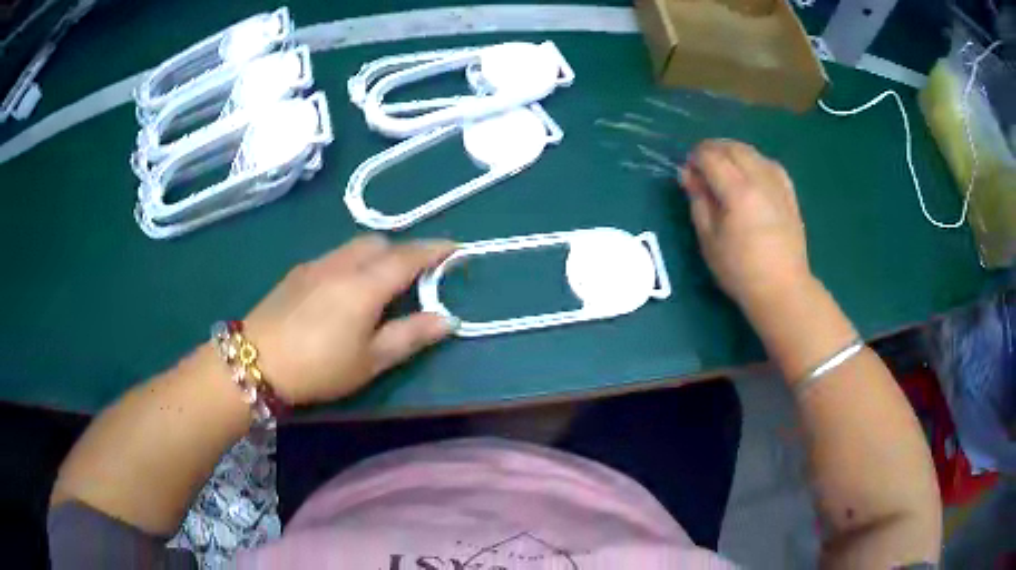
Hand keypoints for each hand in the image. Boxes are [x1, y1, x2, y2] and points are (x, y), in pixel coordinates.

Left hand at [241, 235, 455, 404]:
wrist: (256, 360)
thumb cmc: (319, 366)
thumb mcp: (371, 360)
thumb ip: (410, 335)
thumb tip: (448, 319)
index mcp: (365, 284)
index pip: (409, 256)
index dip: (435, 250)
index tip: (456, 248)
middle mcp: (342, 263)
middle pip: (380, 243)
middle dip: (403, 251)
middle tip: (414, 277)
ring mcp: (316, 264)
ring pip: (355, 246)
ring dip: (376, 255)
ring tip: (380, 283)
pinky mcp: (298, 272)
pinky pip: (335, 256)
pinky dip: (352, 262)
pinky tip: (343, 290)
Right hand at [679, 139, 811, 310]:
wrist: (783, 288)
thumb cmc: (741, 270)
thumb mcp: (709, 240)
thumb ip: (698, 201)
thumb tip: (688, 175)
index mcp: (738, 191)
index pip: (711, 156)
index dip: (695, 158)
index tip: (688, 173)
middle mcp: (760, 179)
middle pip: (732, 148)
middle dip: (712, 150)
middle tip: (701, 169)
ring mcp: (778, 184)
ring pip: (752, 152)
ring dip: (733, 153)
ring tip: (724, 170)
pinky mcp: (789, 193)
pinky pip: (770, 164)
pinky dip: (755, 162)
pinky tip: (750, 174)